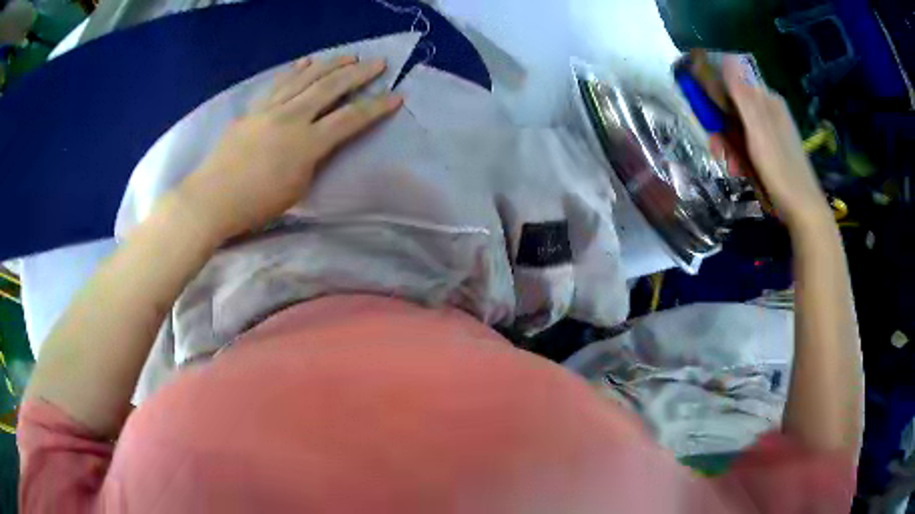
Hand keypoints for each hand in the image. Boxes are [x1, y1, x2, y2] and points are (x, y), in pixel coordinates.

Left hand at [176, 55, 403, 242]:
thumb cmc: (256, 206)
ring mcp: (270, 110)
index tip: (396, 95)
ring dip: (330, 64)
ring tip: (348, 56)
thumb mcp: (297, 190)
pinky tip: (306, 62)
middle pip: (330, 88)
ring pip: (305, 79)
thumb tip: (320, 141)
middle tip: (378, 62)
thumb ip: (314, 160)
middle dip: (358, 73)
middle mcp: (292, 118)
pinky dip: (295, 71)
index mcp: (307, 144)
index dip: (376, 107)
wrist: (211, 198)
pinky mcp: (253, 110)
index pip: (350, 119)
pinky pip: (278, 84)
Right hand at [722, 54, 831, 230]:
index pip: (733, 84)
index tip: (706, 117)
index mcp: (767, 100)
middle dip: (721, 127)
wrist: (803, 210)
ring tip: (729, 166)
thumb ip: (743, 93)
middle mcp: (769, 111)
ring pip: (740, 128)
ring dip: (729, 145)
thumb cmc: (780, 168)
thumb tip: (726, 57)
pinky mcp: (773, 151)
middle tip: (718, 150)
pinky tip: (739, 170)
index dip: (715, 97)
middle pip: (734, 107)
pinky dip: (740, 156)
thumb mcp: (758, 128)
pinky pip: (749, 144)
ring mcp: (772, 132)